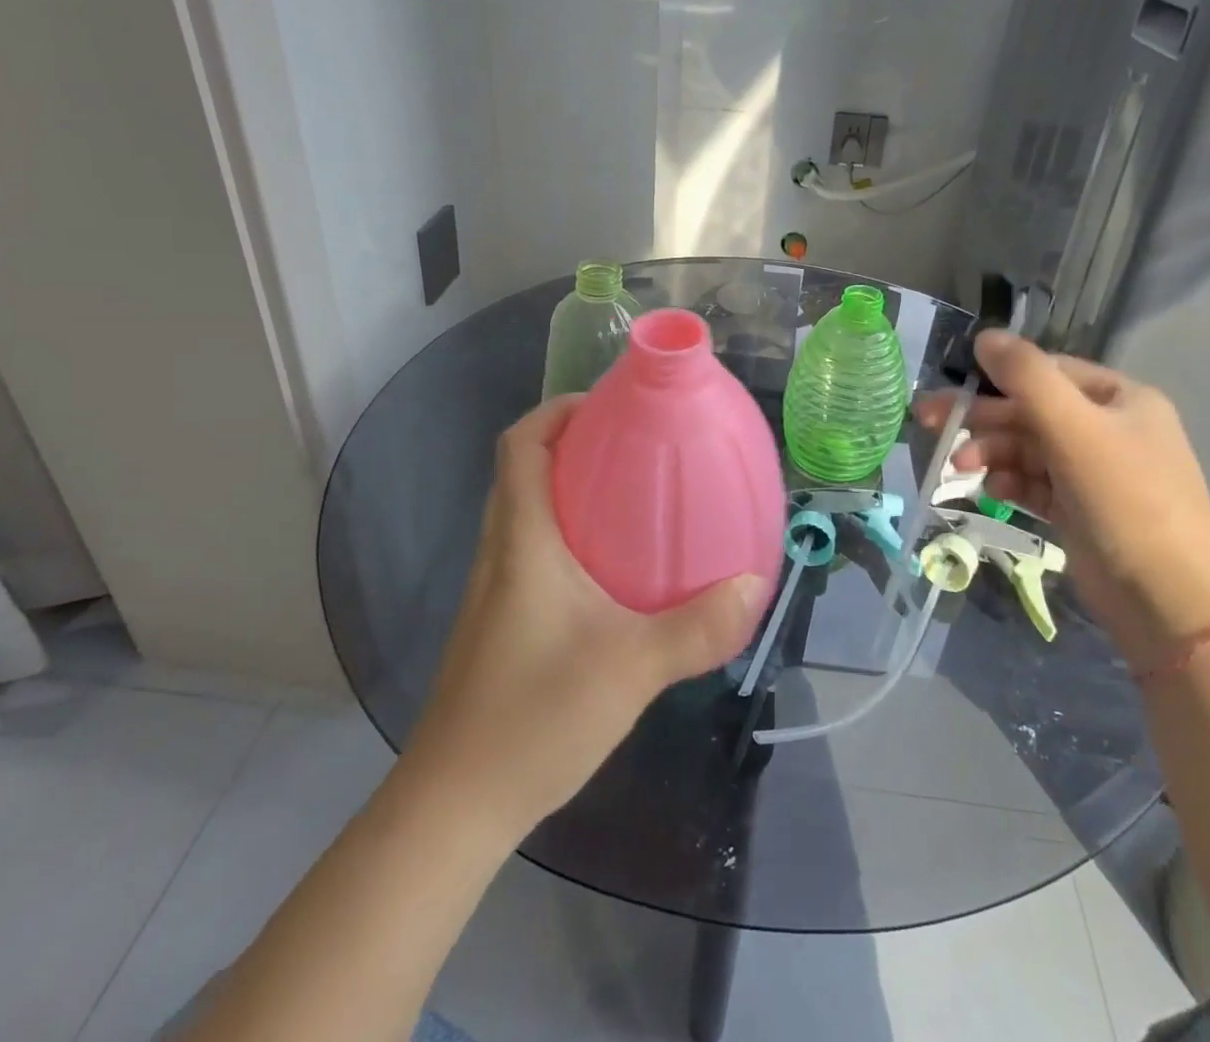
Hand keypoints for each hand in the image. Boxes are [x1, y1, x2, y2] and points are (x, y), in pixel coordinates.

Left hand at [402, 397, 771, 839]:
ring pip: (528, 510)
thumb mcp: (630, 669)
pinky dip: (569, 534)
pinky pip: (533, 550)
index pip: (520, 444)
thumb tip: (753, 583)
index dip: (556, 410)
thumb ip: (696, 626)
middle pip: (524, 469)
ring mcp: (496, 588)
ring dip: (571, 488)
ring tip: (633, 496)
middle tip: (636, 445)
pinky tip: (615, 571)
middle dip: (574, 443)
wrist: (456, 804)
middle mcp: (501, 551)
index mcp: (521, 540)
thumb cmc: (533, 718)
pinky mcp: (500, 620)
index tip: (608, 405)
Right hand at [917, 331, 1209, 668]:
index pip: (1046, 372)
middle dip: (982, 419)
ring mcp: (1093, 472)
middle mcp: (1107, 429)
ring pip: (1027, 448)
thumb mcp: (1075, 428)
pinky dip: (1009, 482)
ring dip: (991, 453)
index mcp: (1118, 399)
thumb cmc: (1126, 501)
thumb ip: (1027, 377)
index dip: (997, 377)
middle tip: (928, 422)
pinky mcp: (1079, 509)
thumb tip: (984, 336)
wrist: (1170, 601)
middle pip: (1030, 411)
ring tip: (960, 468)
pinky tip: (991, 490)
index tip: (952, 387)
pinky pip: (1033, 482)